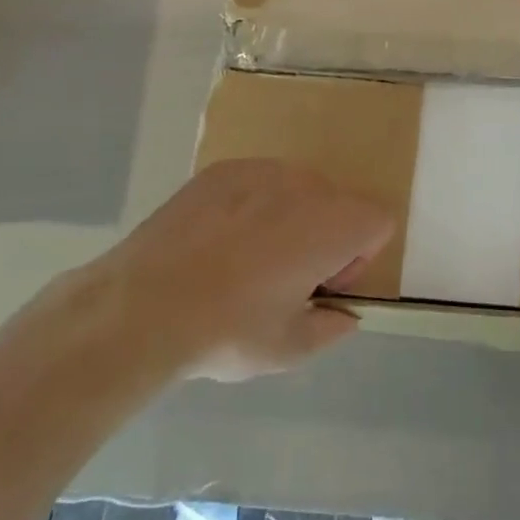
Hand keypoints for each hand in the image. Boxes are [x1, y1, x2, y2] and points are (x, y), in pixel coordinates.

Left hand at [105, 158, 391, 380]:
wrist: (141, 306)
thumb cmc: (227, 330)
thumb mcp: (289, 349)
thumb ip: (332, 328)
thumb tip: (343, 315)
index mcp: (333, 225)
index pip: (379, 221)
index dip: (358, 258)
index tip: (320, 286)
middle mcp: (305, 185)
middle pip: (338, 203)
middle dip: (325, 236)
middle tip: (283, 277)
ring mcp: (260, 170)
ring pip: (297, 189)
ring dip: (289, 218)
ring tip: (244, 259)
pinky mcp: (221, 170)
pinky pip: (257, 182)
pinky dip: (251, 205)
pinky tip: (215, 241)